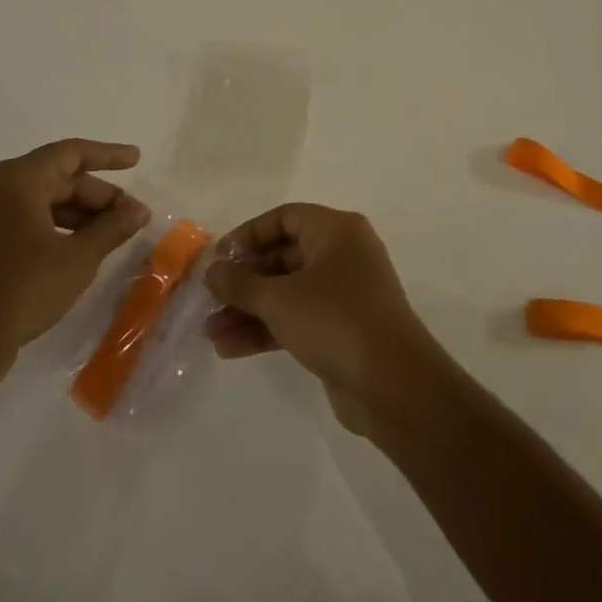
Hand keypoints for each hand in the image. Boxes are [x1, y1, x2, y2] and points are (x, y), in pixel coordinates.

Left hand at [0, 139, 148, 405]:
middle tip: (131, 216)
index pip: (71, 153)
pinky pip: (25, 221)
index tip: (137, 160)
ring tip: (111, 236)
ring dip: (79, 215)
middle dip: (98, 195)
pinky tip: (77, 251)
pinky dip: (56, 228)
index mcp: (18, 180)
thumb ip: (112, 228)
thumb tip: (139, 210)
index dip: (108, 155)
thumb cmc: (21, 289)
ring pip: (42, 202)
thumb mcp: (78, 258)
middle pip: (58, 178)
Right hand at [203, 204, 447, 436]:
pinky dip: (268, 329)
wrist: (393, 383)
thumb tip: (213, 271)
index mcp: (336, 231)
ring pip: (288, 292)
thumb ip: (241, 283)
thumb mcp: (279, 298)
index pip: (285, 218)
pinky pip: (297, 319)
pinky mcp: (342, 329)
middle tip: (209, 298)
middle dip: (244, 280)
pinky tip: (230, 348)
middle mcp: (343, 255)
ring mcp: (344, 294)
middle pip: (284, 256)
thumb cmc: (335, 320)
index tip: (218, 257)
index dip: (249, 234)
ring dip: (250, 309)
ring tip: (210, 331)